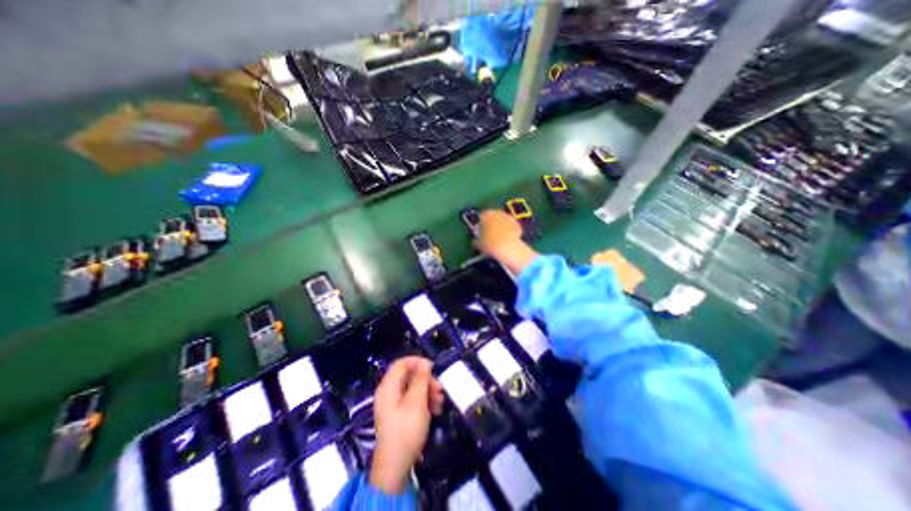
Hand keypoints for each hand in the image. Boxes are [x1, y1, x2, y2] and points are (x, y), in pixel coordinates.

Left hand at [368, 355, 442, 493]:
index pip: (401, 363)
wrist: (395, 466)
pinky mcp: (398, 415)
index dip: (417, 361)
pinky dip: (424, 402)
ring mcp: (392, 404)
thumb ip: (421, 379)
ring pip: (412, 389)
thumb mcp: (417, 401)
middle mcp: (389, 392)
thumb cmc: (406, 429)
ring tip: (440, 402)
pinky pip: (411, 401)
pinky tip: (435, 410)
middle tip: (440, 389)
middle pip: (408, 376)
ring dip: (428, 392)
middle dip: (426, 380)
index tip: (433, 367)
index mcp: (389, 386)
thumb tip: (425, 363)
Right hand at [474, 209, 534, 275]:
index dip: (481, 223)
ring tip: (499, 235)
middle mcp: (497, 213)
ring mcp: (508, 217)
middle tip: (490, 232)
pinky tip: (508, 237)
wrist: (508, 248)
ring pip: (502, 219)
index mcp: (486, 215)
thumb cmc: (490, 244)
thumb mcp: (479, 244)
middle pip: (493, 216)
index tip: (480, 229)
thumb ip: (476, 240)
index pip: (481, 216)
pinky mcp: (517, 224)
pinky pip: (511, 225)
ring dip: (501, 225)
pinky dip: (509, 229)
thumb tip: (475, 241)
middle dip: (491, 222)